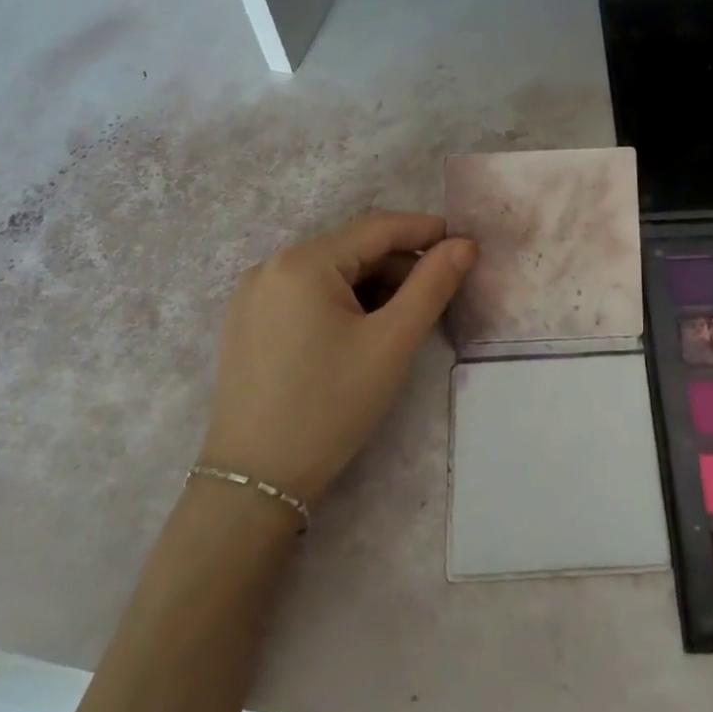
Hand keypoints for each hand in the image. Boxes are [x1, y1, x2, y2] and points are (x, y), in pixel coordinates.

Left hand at [201, 212, 475, 503]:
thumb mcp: (391, 343)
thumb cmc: (330, 407)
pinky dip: (343, 301)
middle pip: (353, 249)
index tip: (465, 245)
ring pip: (331, 272)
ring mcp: (253, 294)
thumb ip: (432, 286)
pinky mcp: (247, 322)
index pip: (377, 228)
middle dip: (400, 265)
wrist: (254, 483)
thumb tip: (464, 245)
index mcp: (302, 262)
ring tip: (402, 321)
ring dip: (373, 285)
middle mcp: (270, 265)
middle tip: (437, 297)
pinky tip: (361, 333)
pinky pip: (306, 293)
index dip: (425, 231)